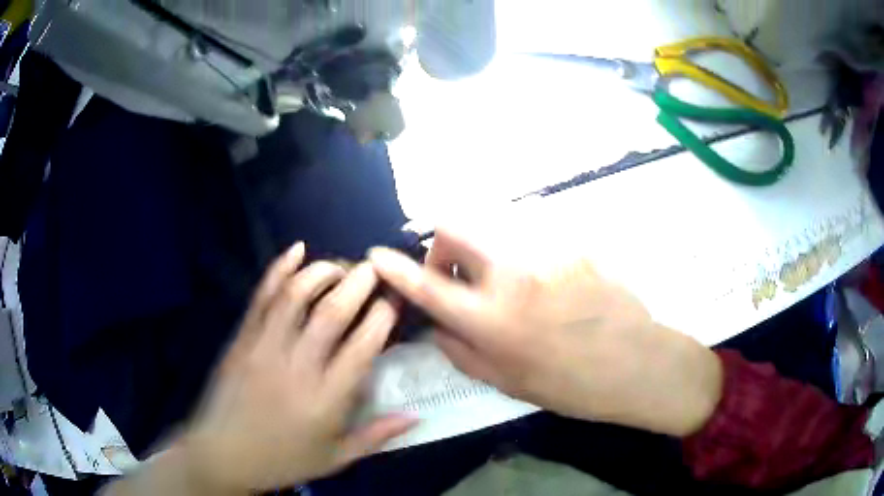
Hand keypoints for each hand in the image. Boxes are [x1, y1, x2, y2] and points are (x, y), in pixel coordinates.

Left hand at [178, 242, 416, 491]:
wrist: (222, 454)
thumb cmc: (283, 460)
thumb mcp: (336, 458)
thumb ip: (377, 436)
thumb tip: (417, 415)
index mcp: (325, 400)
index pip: (363, 346)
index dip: (383, 316)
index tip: (395, 300)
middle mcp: (297, 367)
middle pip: (332, 312)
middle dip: (359, 282)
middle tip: (375, 268)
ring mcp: (264, 347)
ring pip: (296, 295)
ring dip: (322, 271)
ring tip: (341, 265)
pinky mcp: (242, 338)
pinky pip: (262, 297)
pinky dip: (279, 269)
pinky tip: (296, 249)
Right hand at [369, 229, 722, 436]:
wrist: (637, 363)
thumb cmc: (572, 386)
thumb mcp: (507, 382)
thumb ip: (462, 350)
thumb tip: (438, 325)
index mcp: (493, 319)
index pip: (428, 286)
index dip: (395, 269)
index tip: (376, 255)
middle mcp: (514, 275)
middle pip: (456, 226)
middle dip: (442, 246)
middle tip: (457, 276)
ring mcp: (547, 253)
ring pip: (494, 230)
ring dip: (484, 254)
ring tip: (507, 287)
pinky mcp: (573, 245)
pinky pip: (532, 242)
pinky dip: (523, 260)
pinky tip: (549, 289)